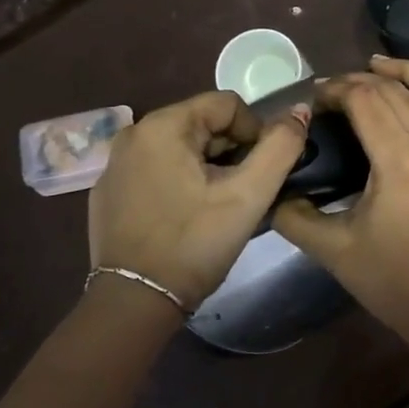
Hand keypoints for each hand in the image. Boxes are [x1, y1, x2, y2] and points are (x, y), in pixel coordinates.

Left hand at [87, 91, 310, 309]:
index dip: (256, 132)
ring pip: (181, 148)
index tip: (261, 171)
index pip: (228, 104)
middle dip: (231, 151)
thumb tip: (299, 111)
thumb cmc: (195, 242)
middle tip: (243, 191)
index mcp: (162, 125)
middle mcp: (132, 134)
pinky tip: (187, 215)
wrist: (135, 303)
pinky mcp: (108, 192)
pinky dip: (179, 181)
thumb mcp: (248, 195)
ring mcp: (115, 164)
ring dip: (208, 167)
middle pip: (203, 124)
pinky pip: (157, 169)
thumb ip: (281, 147)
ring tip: (219, 204)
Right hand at [273, 55, 408, 350]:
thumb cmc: (392, 279)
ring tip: (378, 64)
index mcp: (399, 161)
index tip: (316, 98)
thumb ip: (295, 215)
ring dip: (404, 73)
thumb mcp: (334, 250)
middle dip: (360, 81)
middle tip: (334, 89)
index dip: (337, 90)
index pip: (366, 100)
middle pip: (394, 92)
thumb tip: (274, 190)